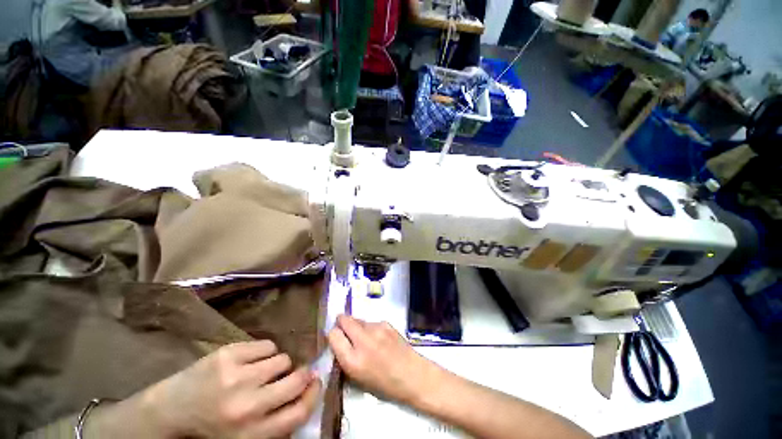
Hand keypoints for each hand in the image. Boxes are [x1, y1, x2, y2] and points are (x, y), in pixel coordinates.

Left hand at [138, 341, 320, 438]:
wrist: (169, 411)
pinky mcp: (229, 354)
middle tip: (298, 372)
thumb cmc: (211, 429)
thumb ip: (276, 422)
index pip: (299, 412)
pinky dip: (266, 352)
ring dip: (279, 364)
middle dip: (302, 374)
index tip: (316, 383)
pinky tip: (252, 360)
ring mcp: (237, 376)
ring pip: (283, 359)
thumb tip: (307, 392)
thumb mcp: (245, 437)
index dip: (314, 394)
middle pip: (296, 380)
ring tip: (264, 371)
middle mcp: (247, 406)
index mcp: (252, 434)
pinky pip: (267, 345)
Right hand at [327, 314, 442, 405]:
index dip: (333, 335)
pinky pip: (371, 322)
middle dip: (341, 322)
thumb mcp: (358, 379)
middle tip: (344, 329)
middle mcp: (363, 341)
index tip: (336, 338)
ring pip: (358, 320)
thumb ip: (345, 358)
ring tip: (365, 338)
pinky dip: (370, 328)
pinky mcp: (386, 323)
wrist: (412, 375)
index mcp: (353, 360)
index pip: (333, 335)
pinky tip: (378, 338)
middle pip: (344, 320)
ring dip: (357, 326)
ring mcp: (376, 329)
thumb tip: (339, 342)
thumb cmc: (384, 384)